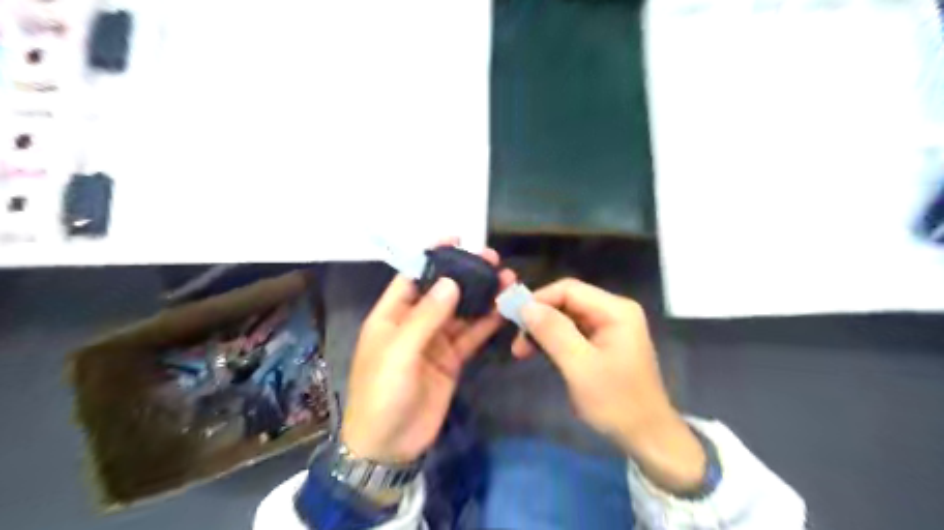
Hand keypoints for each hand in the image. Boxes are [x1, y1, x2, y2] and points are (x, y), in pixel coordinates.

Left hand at [342, 247, 514, 464]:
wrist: (389, 445)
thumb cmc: (382, 393)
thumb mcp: (399, 352)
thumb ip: (426, 316)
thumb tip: (450, 282)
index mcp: (391, 315)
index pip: (413, 276)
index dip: (433, 256)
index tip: (456, 238)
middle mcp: (414, 323)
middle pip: (442, 291)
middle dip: (465, 274)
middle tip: (492, 260)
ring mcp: (434, 341)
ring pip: (461, 311)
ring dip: (481, 296)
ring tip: (506, 279)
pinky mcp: (451, 359)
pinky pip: (470, 335)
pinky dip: (485, 322)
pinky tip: (502, 309)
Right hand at [509, 280, 706, 493]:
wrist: (647, 436)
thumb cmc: (616, 402)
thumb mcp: (580, 366)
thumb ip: (553, 332)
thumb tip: (526, 306)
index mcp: (615, 310)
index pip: (569, 289)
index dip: (539, 300)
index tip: (514, 320)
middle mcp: (614, 311)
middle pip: (567, 301)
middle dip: (539, 318)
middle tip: (517, 343)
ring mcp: (610, 326)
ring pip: (566, 317)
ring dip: (543, 331)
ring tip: (522, 352)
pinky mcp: (604, 342)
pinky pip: (573, 332)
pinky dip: (554, 341)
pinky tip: (539, 354)